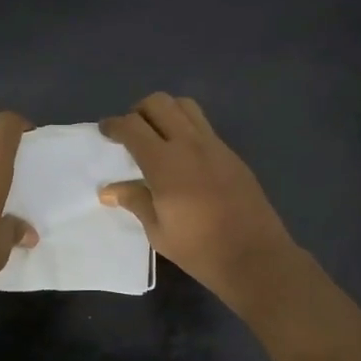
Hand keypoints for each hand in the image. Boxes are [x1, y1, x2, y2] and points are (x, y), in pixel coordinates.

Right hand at [99, 93, 301, 310]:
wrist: (255, 256)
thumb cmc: (199, 249)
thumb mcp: (158, 231)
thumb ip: (135, 201)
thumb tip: (108, 190)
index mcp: (165, 163)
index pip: (132, 127)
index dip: (114, 125)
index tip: (105, 130)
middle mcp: (189, 144)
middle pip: (159, 103)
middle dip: (138, 111)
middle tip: (131, 132)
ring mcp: (214, 145)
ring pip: (185, 106)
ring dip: (165, 112)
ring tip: (157, 136)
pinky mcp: (231, 154)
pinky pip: (203, 126)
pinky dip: (186, 127)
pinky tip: (183, 156)